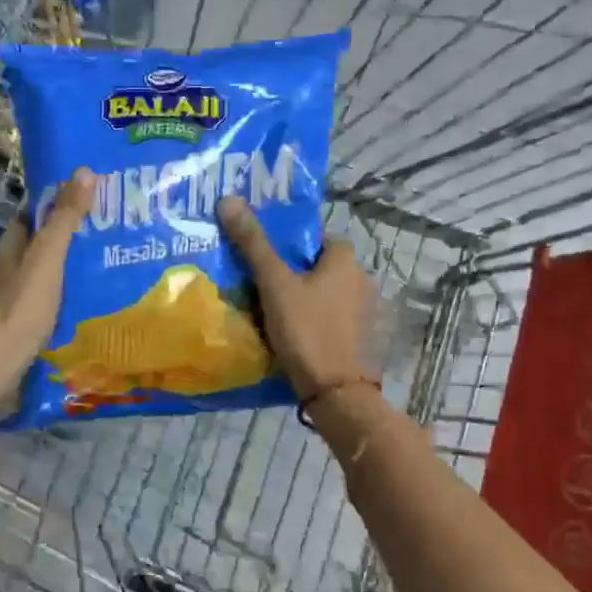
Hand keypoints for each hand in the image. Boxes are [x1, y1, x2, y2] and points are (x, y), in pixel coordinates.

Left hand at [0, 167, 94, 407]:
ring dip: (59, 274)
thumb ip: (65, 218)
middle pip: (33, 248)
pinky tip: (78, 307)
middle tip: (100, 241)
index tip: (85, 206)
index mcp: (7, 249)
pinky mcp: (12, 327)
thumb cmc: (22, 305)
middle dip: (61, 244)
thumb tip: (83, 171)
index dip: (54, 209)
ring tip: (96, 273)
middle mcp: (1, 271)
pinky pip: (38, 304)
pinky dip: (56, 301)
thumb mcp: (48, 256)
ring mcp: (4, 301)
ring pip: (36, 278)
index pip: (29, 218)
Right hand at [217, 197, 373, 399]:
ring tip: (265, 308)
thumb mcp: (275, 284)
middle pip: (317, 266)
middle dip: (291, 272)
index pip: (316, 237)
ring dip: (300, 299)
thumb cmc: (307, 329)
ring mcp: (363, 313)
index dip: (289, 243)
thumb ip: (253, 243)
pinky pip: (328, 318)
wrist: (336, 393)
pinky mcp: (358, 339)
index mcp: (346, 260)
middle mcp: (361, 280)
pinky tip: (286, 333)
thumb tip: (228, 199)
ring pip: (322, 294)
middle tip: (257, 282)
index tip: (263, 256)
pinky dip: (310, 321)